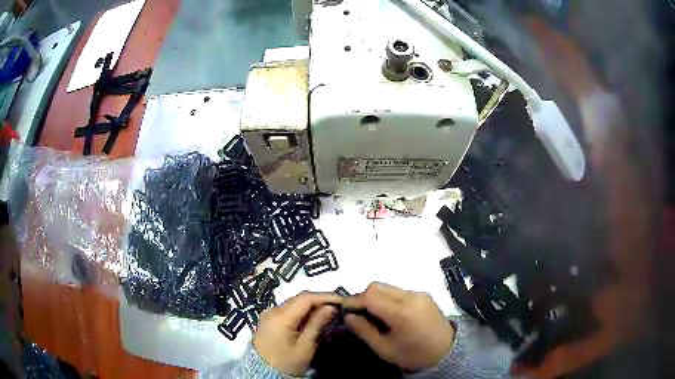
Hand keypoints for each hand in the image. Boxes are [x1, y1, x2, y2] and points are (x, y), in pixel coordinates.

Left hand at [253, 292, 341, 375]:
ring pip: (294, 303)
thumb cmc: (286, 363)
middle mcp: (272, 310)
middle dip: (320, 300)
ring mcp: (268, 314)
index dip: (325, 296)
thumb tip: (330, 307)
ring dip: (311, 305)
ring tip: (329, 311)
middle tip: (338, 306)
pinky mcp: (268, 320)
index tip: (342, 301)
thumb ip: (317, 324)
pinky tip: (313, 317)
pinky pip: (288, 310)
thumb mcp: (305, 347)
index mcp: (280, 317)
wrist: (261, 373)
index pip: (306, 298)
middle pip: (299, 299)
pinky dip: (302, 311)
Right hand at [344, 282, 454, 371]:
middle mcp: (411, 297)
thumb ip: (364, 331)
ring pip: (387, 286)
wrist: (446, 352)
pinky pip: (399, 290)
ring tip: (373, 314)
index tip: (345, 311)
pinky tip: (389, 313)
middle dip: (363, 297)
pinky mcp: (424, 294)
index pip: (370, 295)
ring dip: (375, 297)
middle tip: (358, 314)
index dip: (353, 300)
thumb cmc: (413, 355)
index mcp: (401, 313)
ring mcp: (419, 293)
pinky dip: (388, 298)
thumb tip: (348, 316)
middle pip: (377, 286)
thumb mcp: (385, 349)